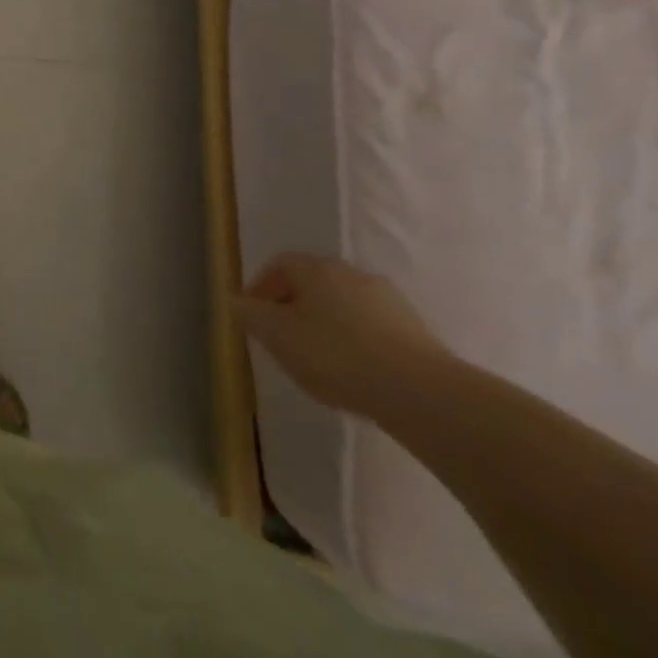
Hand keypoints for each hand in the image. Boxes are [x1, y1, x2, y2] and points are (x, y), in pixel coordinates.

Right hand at [235, 255, 450, 419]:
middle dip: (293, 307)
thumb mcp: (277, 336)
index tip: (253, 316)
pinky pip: (370, 328)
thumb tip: (236, 301)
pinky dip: (355, 342)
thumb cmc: (335, 355)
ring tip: (318, 360)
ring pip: (342, 306)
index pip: (279, 265)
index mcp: (315, 268)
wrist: (421, 392)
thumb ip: (250, 315)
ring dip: (326, 325)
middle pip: (312, 283)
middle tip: (282, 338)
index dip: (261, 287)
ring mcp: (388, 300)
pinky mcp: (415, 330)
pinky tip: (354, 371)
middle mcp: (351, 273)